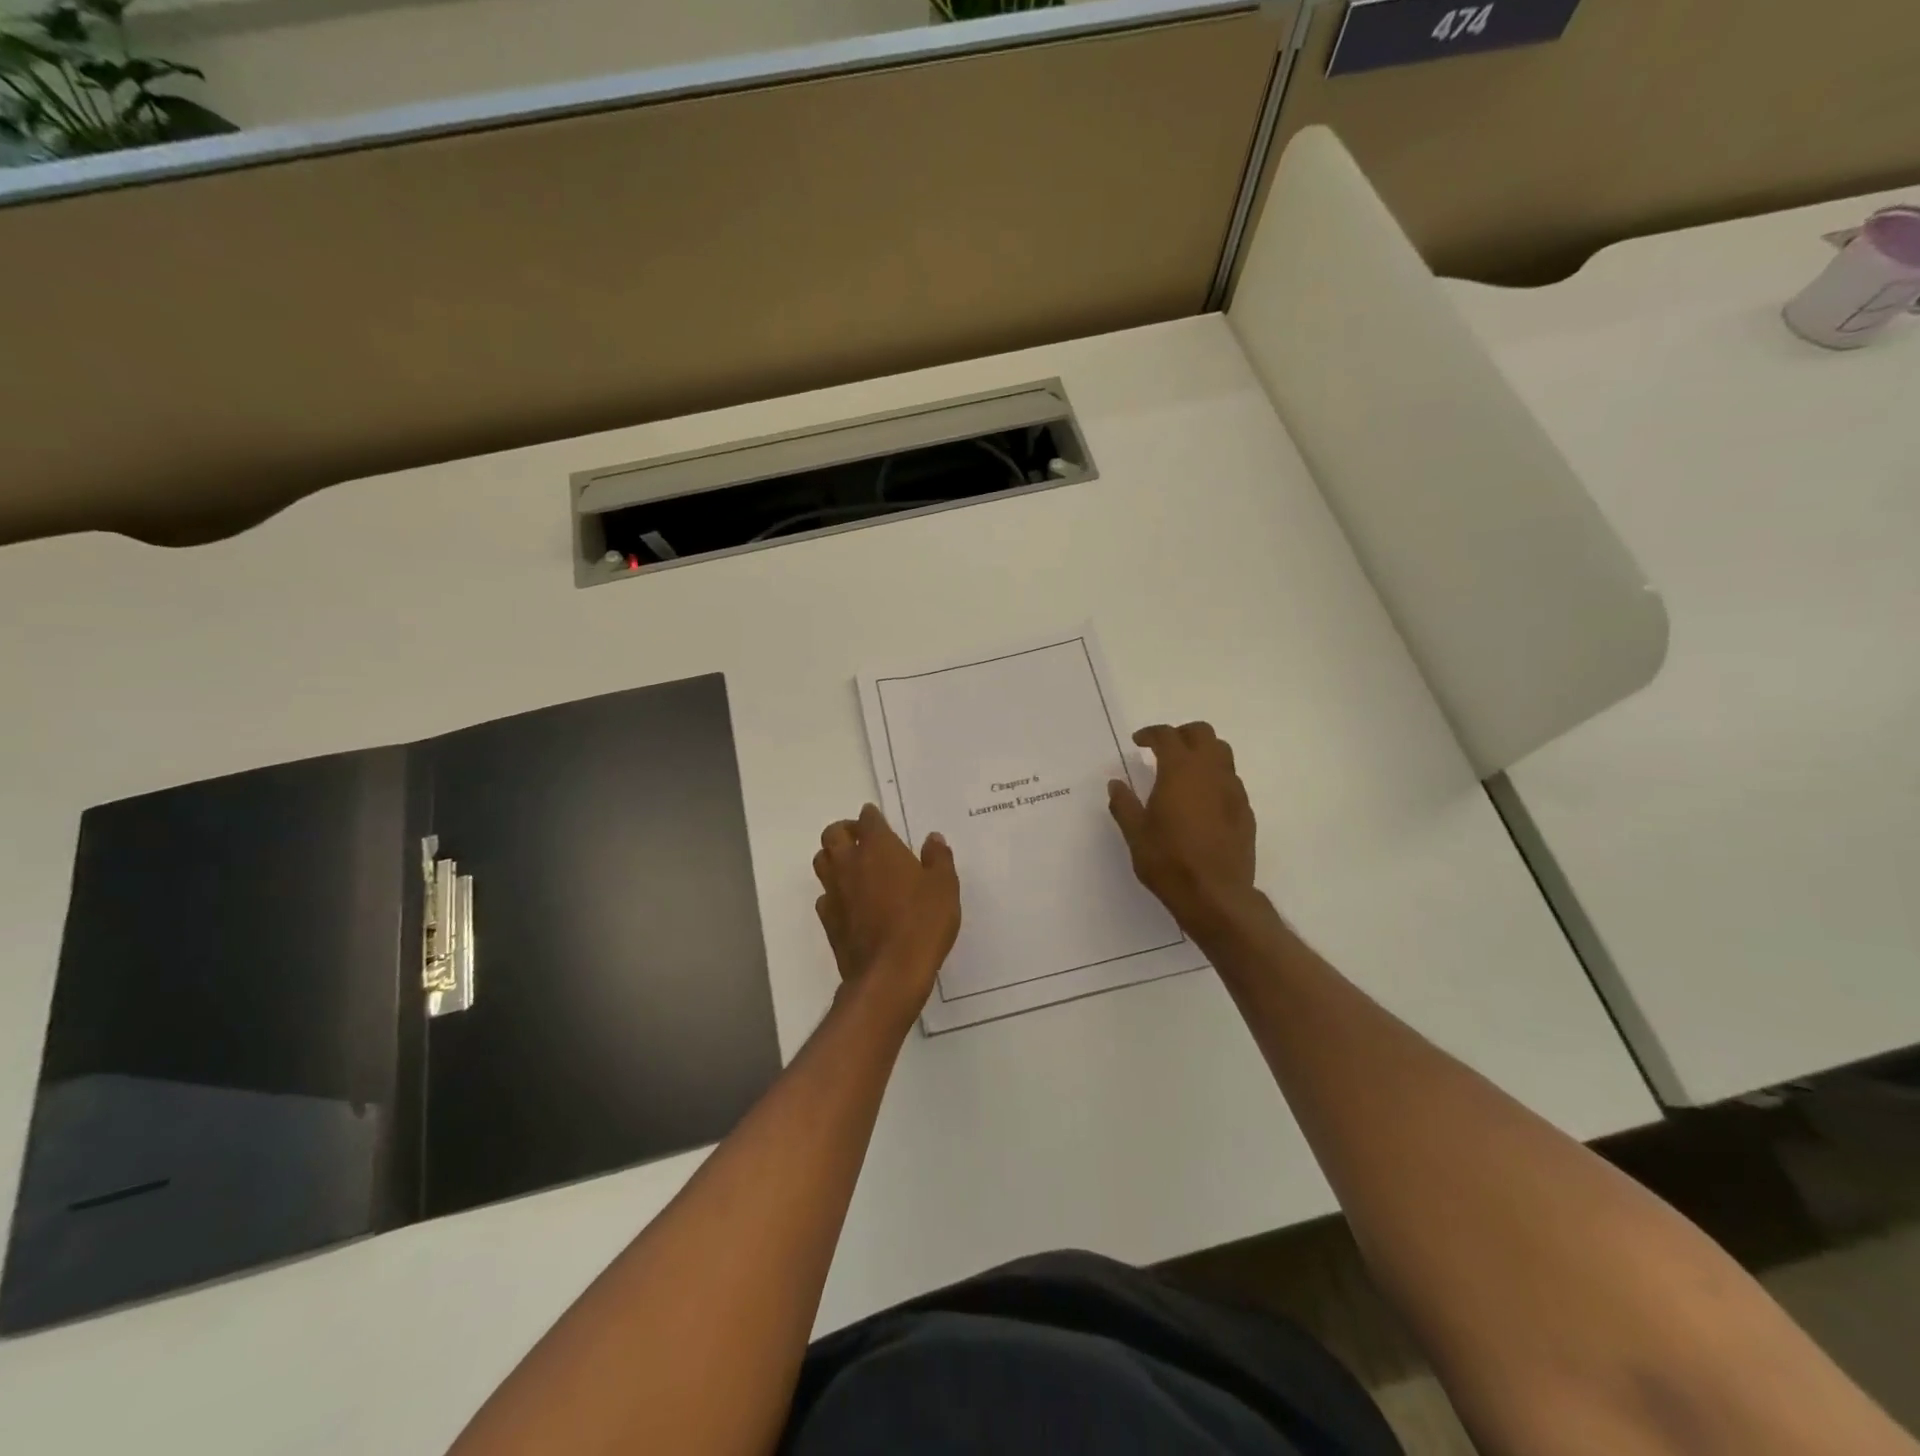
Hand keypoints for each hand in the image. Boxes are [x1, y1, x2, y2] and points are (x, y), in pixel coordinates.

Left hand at [813, 804, 960, 1022]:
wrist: (890, 973)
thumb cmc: (922, 922)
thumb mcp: (944, 887)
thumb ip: (938, 859)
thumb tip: (933, 839)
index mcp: (878, 848)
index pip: (868, 819)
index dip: (872, 817)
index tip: (878, 820)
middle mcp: (850, 863)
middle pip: (833, 834)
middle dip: (845, 830)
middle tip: (861, 837)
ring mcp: (835, 891)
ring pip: (822, 861)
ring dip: (834, 856)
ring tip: (852, 864)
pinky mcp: (828, 919)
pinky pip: (824, 895)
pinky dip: (834, 891)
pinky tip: (849, 901)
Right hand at [1109, 722, 1258, 934]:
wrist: (1215, 895)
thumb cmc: (1168, 861)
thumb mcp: (1135, 833)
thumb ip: (1124, 804)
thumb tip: (1116, 784)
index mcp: (1180, 770)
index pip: (1167, 736)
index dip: (1150, 734)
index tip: (1138, 742)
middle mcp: (1211, 772)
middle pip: (1202, 733)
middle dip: (1182, 734)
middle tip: (1163, 749)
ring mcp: (1233, 790)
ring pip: (1222, 753)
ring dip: (1202, 752)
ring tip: (1184, 771)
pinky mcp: (1245, 810)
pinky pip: (1231, 780)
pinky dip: (1215, 777)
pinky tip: (1202, 800)